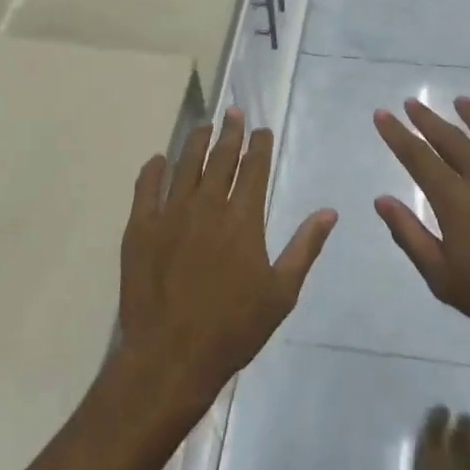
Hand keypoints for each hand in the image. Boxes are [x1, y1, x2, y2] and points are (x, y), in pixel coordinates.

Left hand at [114, 110, 336, 414]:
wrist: (171, 356)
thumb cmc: (233, 328)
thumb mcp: (281, 292)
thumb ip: (304, 247)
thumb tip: (329, 212)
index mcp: (242, 218)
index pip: (253, 168)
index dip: (258, 145)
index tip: (261, 129)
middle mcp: (207, 206)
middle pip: (220, 158)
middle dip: (230, 133)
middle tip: (233, 113)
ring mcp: (170, 214)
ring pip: (184, 165)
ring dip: (196, 142)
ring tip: (204, 126)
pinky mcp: (140, 228)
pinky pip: (146, 188)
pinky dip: (153, 170)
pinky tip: (159, 160)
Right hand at [374, 98, 469, 360]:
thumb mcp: (443, 279)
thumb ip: (410, 236)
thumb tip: (382, 200)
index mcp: (456, 201)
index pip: (418, 157)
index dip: (398, 134)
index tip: (382, 114)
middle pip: (451, 139)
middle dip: (427, 119)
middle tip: (412, 102)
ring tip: (460, 101)